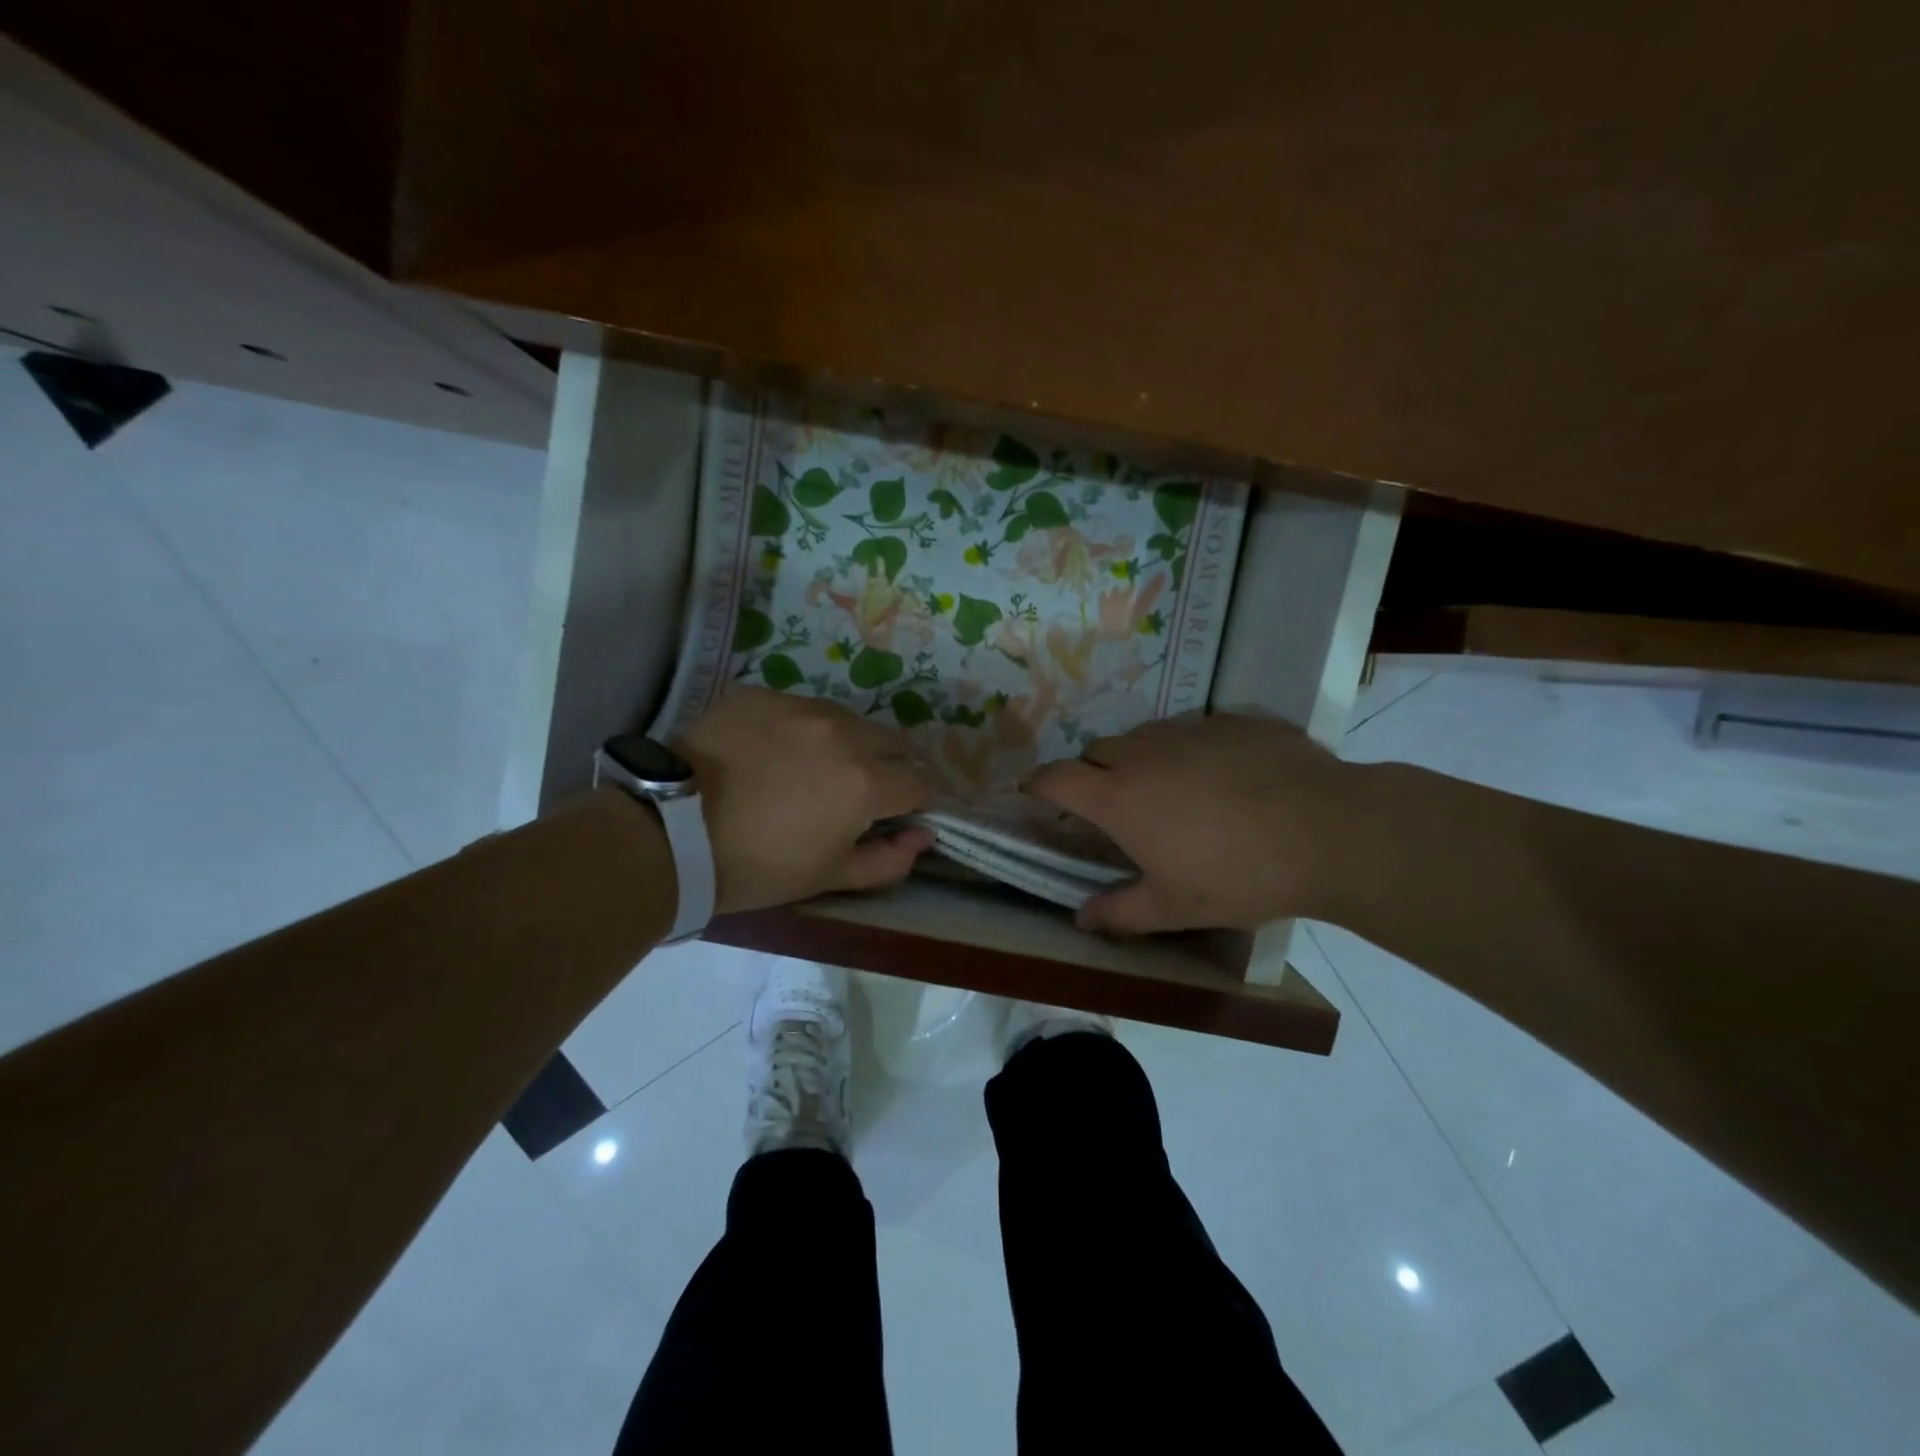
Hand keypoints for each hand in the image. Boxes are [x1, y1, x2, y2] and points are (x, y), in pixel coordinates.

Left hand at [674, 687, 934, 914]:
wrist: (668, 832)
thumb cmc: (756, 866)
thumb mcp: (828, 877)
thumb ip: (889, 860)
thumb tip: (924, 837)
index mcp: (866, 781)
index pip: (919, 783)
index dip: (915, 804)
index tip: (897, 817)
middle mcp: (843, 733)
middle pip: (892, 742)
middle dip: (889, 767)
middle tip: (860, 793)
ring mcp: (800, 707)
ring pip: (847, 720)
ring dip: (847, 744)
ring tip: (814, 769)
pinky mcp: (761, 695)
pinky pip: (799, 709)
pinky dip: (800, 730)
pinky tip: (771, 753)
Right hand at [1024, 713, 1363, 934]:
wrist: (1329, 831)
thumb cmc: (1239, 876)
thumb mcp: (1175, 907)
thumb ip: (1120, 913)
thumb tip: (1081, 918)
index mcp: (1119, 797)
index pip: (1056, 778)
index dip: (1038, 785)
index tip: (1034, 796)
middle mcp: (1143, 754)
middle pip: (1096, 751)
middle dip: (1091, 773)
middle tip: (1112, 806)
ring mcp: (1188, 730)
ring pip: (1143, 735)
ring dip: (1138, 758)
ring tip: (1168, 789)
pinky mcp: (1231, 720)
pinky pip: (1192, 729)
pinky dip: (1189, 749)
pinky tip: (1221, 775)